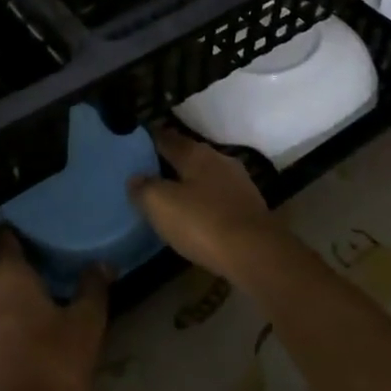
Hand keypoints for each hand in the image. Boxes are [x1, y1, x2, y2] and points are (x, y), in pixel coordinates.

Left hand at [0, 231, 107, 390]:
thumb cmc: (56, 365)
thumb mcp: (86, 324)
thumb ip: (93, 287)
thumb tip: (102, 264)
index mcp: (6, 276)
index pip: (0, 238)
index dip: (10, 232)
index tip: (26, 232)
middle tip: (16, 256)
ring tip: (11, 290)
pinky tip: (3, 324)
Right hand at [128, 126, 287, 282]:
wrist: (255, 253)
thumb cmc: (203, 223)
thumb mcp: (161, 204)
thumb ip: (144, 188)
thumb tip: (135, 178)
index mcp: (197, 153)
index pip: (167, 138)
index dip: (149, 138)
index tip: (135, 140)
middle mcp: (220, 160)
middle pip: (189, 156)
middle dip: (170, 162)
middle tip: (148, 171)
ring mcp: (239, 183)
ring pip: (205, 176)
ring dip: (189, 183)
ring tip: (170, 195)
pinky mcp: (249, 207)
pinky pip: (218, 197)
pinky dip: (204, 202)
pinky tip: (196, 215)